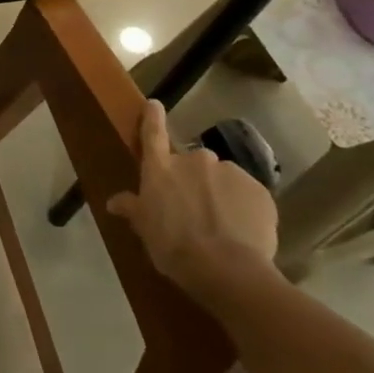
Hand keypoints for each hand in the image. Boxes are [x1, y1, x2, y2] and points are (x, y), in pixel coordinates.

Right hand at [106, 101, 278, 304]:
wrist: (227, 269)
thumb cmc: (173, 247)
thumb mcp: (145, 230)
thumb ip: (132, 209)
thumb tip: (114, 202)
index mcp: (161, 169)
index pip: (153, 134)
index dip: (152, 117)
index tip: (154, 103)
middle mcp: (194, 161)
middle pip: (192, 162)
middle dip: (194, 178)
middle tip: (195, 207)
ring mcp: (229, 172)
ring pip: (222, 177)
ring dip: (219, 192)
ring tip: (222, 223)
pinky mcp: (259, 189)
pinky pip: (247, 193)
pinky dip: (243, 206)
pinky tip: (242, 230)